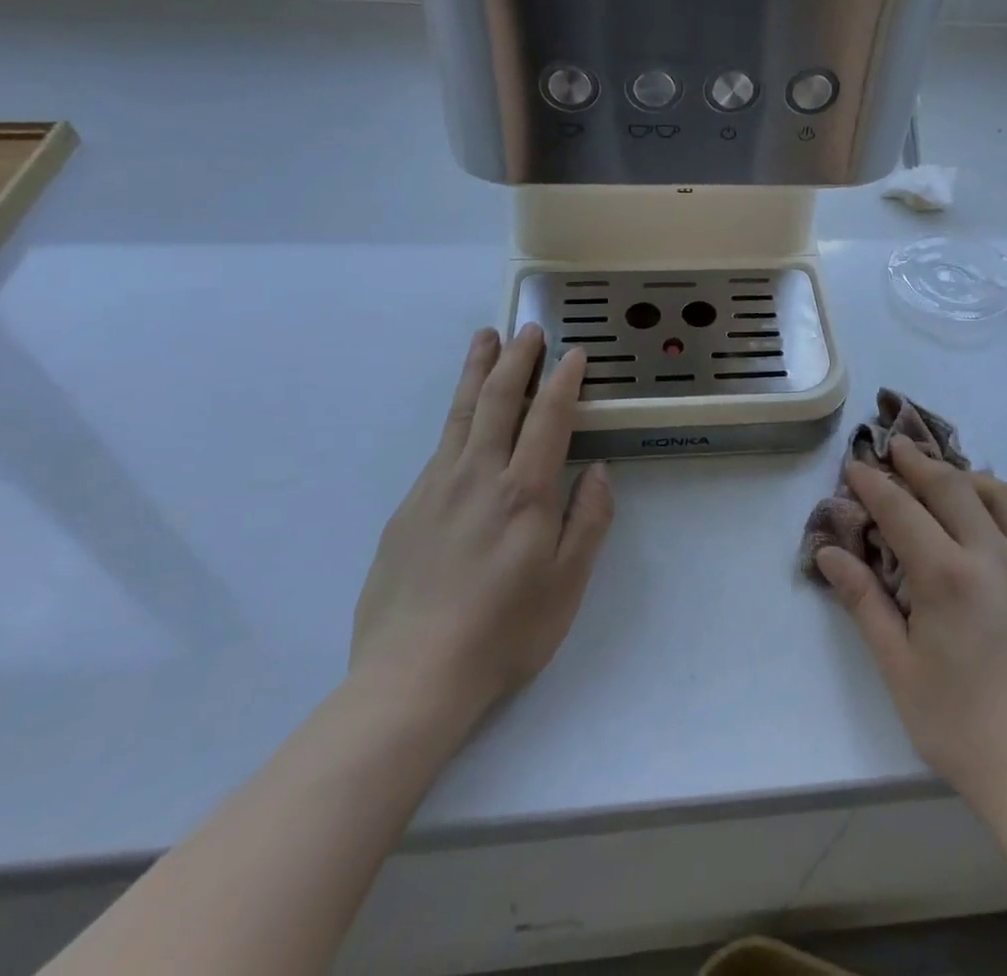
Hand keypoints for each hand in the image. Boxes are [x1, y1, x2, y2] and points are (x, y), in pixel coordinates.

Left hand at [350, 325, 613, 728]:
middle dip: (517, 359)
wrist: (411, 677)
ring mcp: (437, 487)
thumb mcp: (567, 585)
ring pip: (462, 413)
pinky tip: (464, 419)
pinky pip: (440, 448)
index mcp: (525, 492)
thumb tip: (598, 472)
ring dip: (477, 371)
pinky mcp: (408, 507)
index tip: (573, 354)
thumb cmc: (504, 634)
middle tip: (528, 329)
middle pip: (499, 399)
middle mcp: (479, 475)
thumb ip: (588, 521)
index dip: (563, 381)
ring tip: (485, 339)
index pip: (548, 418)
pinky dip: (457, 418)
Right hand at [814, 440, 1006, 825]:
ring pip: (1003, 494)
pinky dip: (1004, 504)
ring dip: (968, 477)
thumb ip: (863, 601)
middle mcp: (994, 556)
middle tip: (895, 448)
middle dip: (918, 462)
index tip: (855, 465)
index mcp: (948, 577)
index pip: (902, 509)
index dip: (874, 483)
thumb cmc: (959, 725)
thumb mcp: (898, 667)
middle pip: (952, 487)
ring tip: (945, 480)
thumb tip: (828, 552)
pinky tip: (990, 520)